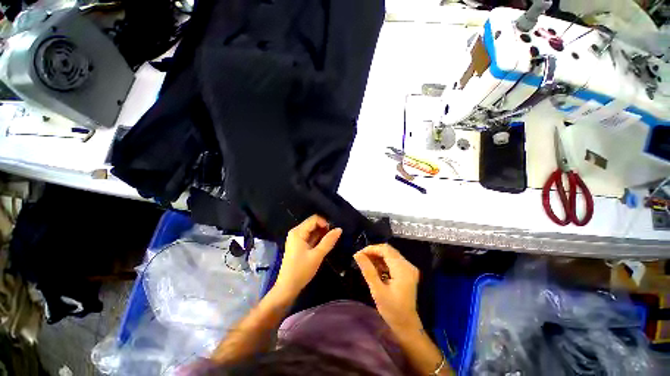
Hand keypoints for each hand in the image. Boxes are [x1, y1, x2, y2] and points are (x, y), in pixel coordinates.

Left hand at [274, 215, 341, 298]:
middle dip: (324, 228)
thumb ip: (329, 241)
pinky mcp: (298, 245)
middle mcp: (296, 232)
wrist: (287, 288)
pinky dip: (317, 239)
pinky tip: (323, 246)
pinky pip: (310, 237)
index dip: (325, 223)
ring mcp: (296, 238)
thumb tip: (339, 229)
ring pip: (312, 230)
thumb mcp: (317, 255)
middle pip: (313, 223)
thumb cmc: (301, 270)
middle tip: (333, 238)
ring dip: (322, 234)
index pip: (314, 219)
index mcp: (298, 232)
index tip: (333, 233)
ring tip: (330, 242)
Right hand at [354, 244, 421, 330]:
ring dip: (377, 257)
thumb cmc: (392, 310)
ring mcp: (409, 268)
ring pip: (390, 254)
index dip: (371, 249)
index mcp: (403, 269)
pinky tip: (375, 269)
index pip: (386, 250)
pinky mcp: (407, 271)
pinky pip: (393, 260)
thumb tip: (357, 254)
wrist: (406, 324)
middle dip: (373, 252)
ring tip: (366, 264)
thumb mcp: (377, 290)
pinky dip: (383, 262)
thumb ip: (368, 270)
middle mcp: (408, 265)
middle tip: (361, 259)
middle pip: (388, 250)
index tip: (359, 255)